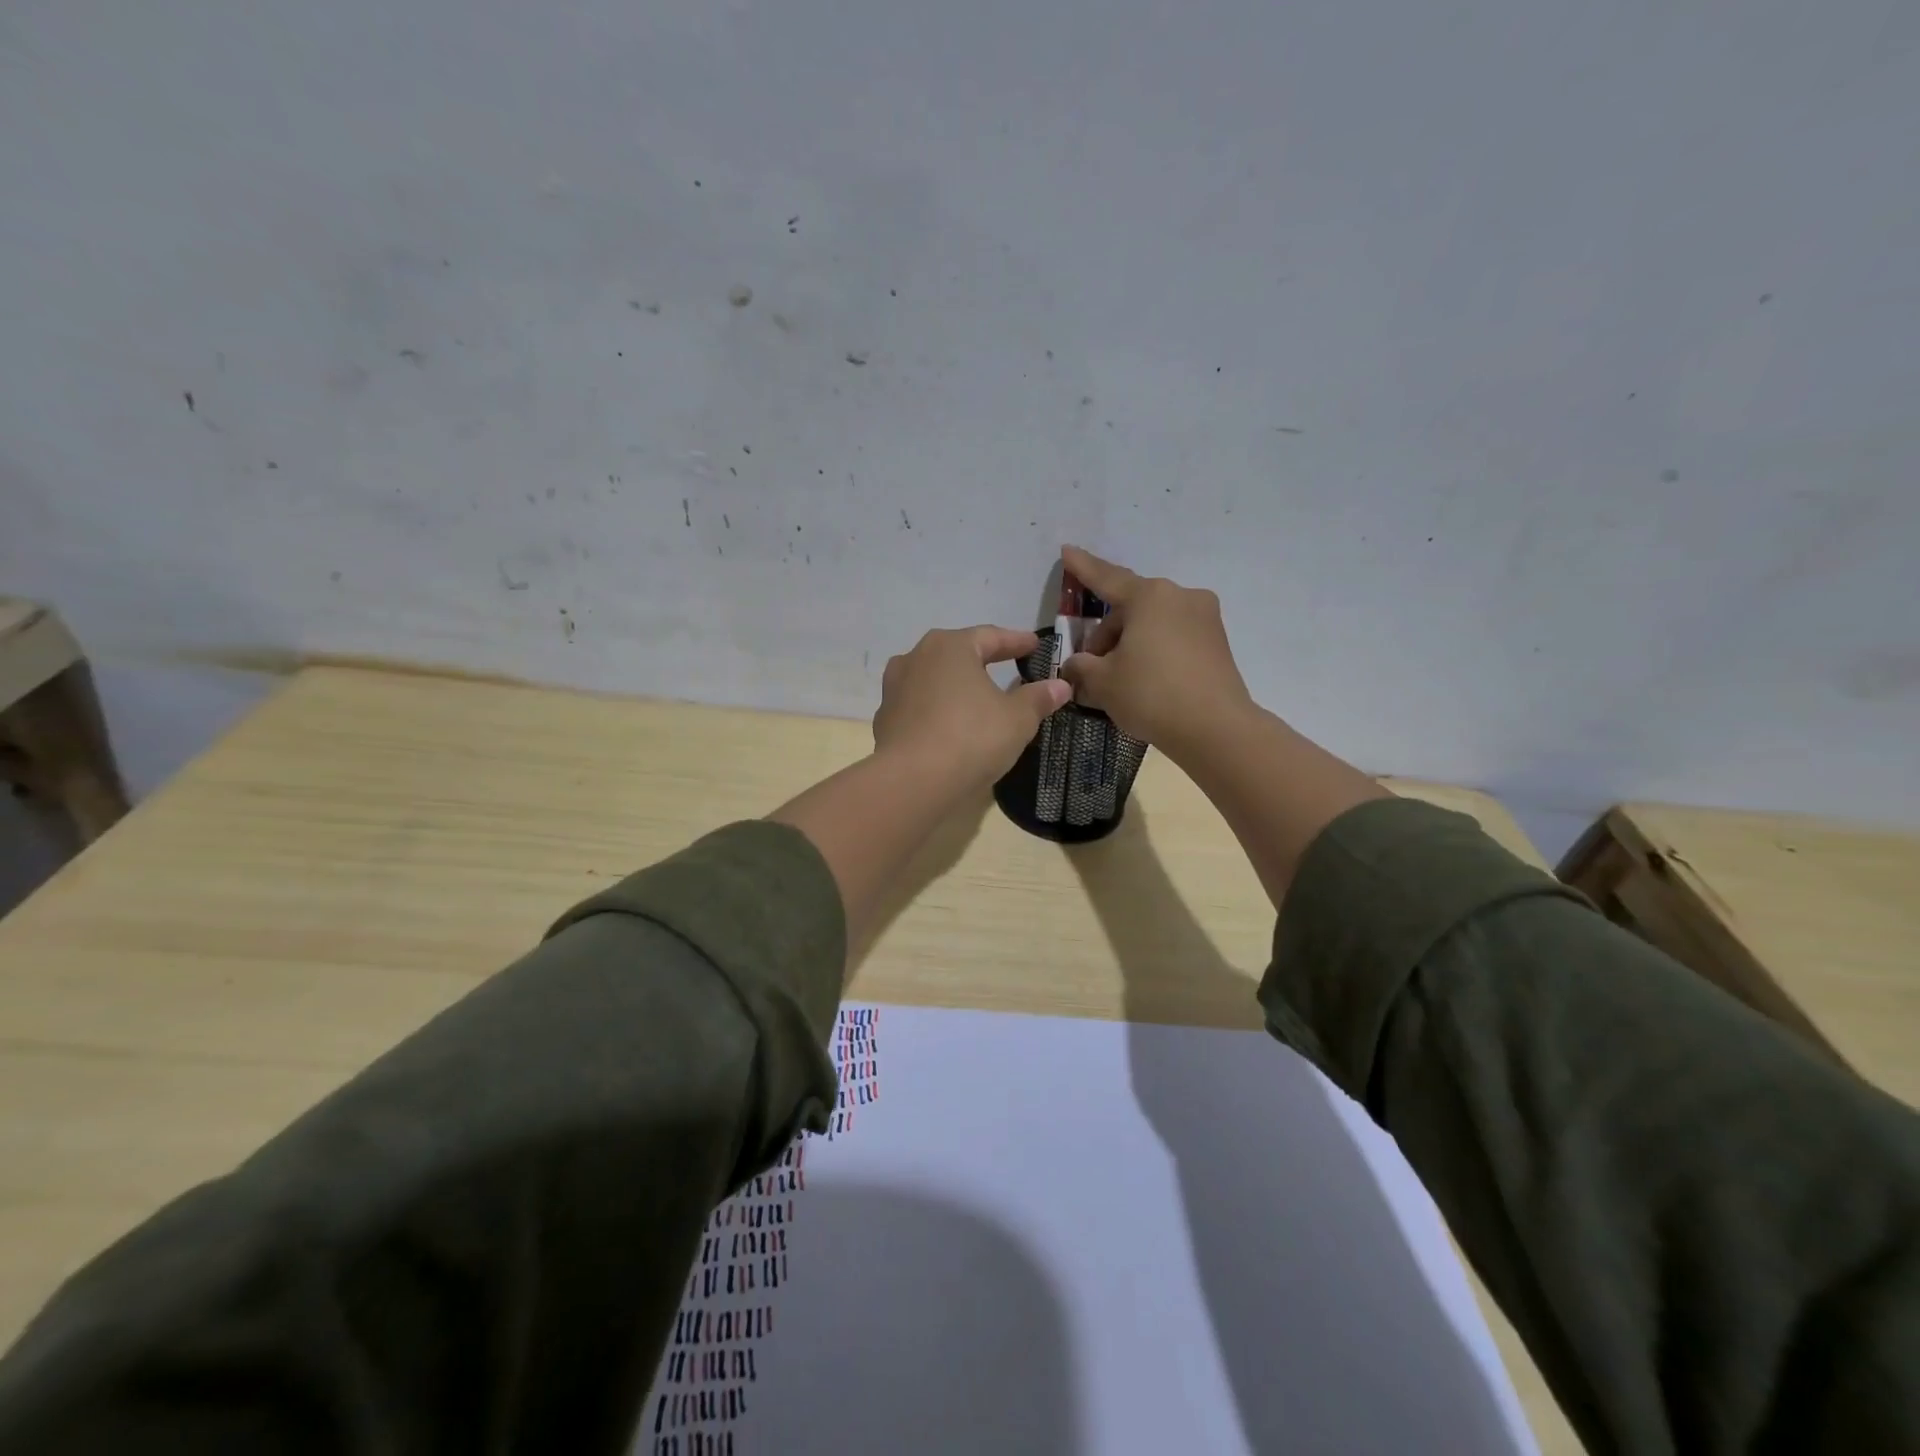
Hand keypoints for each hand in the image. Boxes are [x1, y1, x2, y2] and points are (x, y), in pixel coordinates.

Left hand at [872, 626, 1071, 790]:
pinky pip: (920, 706)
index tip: (1035, 645)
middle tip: (1007, 665)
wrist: (911, 782)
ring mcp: (894, 688)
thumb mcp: (1017, 719)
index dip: (1016, 642)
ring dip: (956, 685)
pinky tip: (950, 725)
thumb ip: (1038, 698)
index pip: (991, 636)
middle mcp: (916, 658)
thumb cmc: (970, 738)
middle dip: (983, 659)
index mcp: (950, 646)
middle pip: (957, 653)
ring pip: (934, 679)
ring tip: (976, 695)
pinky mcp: (885, 719)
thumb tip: (1060, 686)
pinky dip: (938, 710)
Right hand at [1056, 546, 1253, 759]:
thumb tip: (1076, 665)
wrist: (1216, 729)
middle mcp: (1180, 597)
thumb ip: (1081, 666)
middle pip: (1130, 608)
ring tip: (1117, 680)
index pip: (1107, 578)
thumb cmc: (1151, 694)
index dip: (1082, 568)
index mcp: (1150, 597)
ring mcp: (1205, 618)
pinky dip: (1154, 651)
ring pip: (1153, 623)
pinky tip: (1145, 681)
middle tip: (1090, 667)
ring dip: (1130, 644)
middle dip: (1106, 634)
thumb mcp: (1102, 682)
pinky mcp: (1217, 642)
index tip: (1067, 551)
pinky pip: (1174, 638)